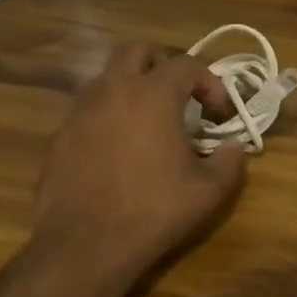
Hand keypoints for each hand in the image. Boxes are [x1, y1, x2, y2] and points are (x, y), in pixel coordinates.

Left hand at [25, 42, 247, 289]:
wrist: (85, 244)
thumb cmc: (154, 211)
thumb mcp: (209, 191)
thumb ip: (230, 162)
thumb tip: (235, 148)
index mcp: (152, 95)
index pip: (187, 64)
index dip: (211, 82)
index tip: (220, 113)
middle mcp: (112, 90)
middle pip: (138, 51)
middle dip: (165, 65)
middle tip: (182, 96)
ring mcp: (80, 111)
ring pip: (109, 76)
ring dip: (134, 87)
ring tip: (152, 122)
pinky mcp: (60, 135)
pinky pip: (89, 108)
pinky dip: (111, 114)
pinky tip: (121, 149)